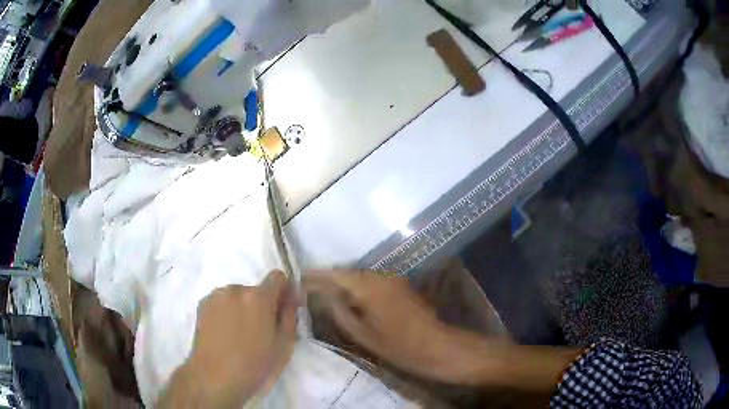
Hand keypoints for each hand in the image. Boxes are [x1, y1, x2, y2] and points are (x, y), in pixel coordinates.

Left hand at [159, 271, 297, 407]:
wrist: (214, 377)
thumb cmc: (254, 366)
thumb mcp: (284, 346)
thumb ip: (290, 316)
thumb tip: (291, 297)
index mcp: (259, 298)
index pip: (277, 277)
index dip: (283, 291)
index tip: (282, 310)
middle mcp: (236, 289)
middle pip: (256, 290)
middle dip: (261, 305)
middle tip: (259, 331)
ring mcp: (216, 296)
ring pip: (238, 297)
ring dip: (242, 308)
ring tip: (238, 334)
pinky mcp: (203, 303)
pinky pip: (222, 302)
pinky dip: (227, 312)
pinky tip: (224, 333)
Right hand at [304, 270, 483, 383]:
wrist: (436, 346)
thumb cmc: (398, 346)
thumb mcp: (363, 334)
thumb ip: (341, 313)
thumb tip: (324, 297)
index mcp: (370, 287)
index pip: (337, 274)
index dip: (318, 275)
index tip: (300, 277)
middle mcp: (381, 277)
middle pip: (348, 273)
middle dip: (328, 278)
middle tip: (308, 285)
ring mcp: (393, 280)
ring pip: (360, 277)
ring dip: (342, 283)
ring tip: (323, 291)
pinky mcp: (400, 287)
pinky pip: (372, 282)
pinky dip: (356, 288)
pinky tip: (347, 297)